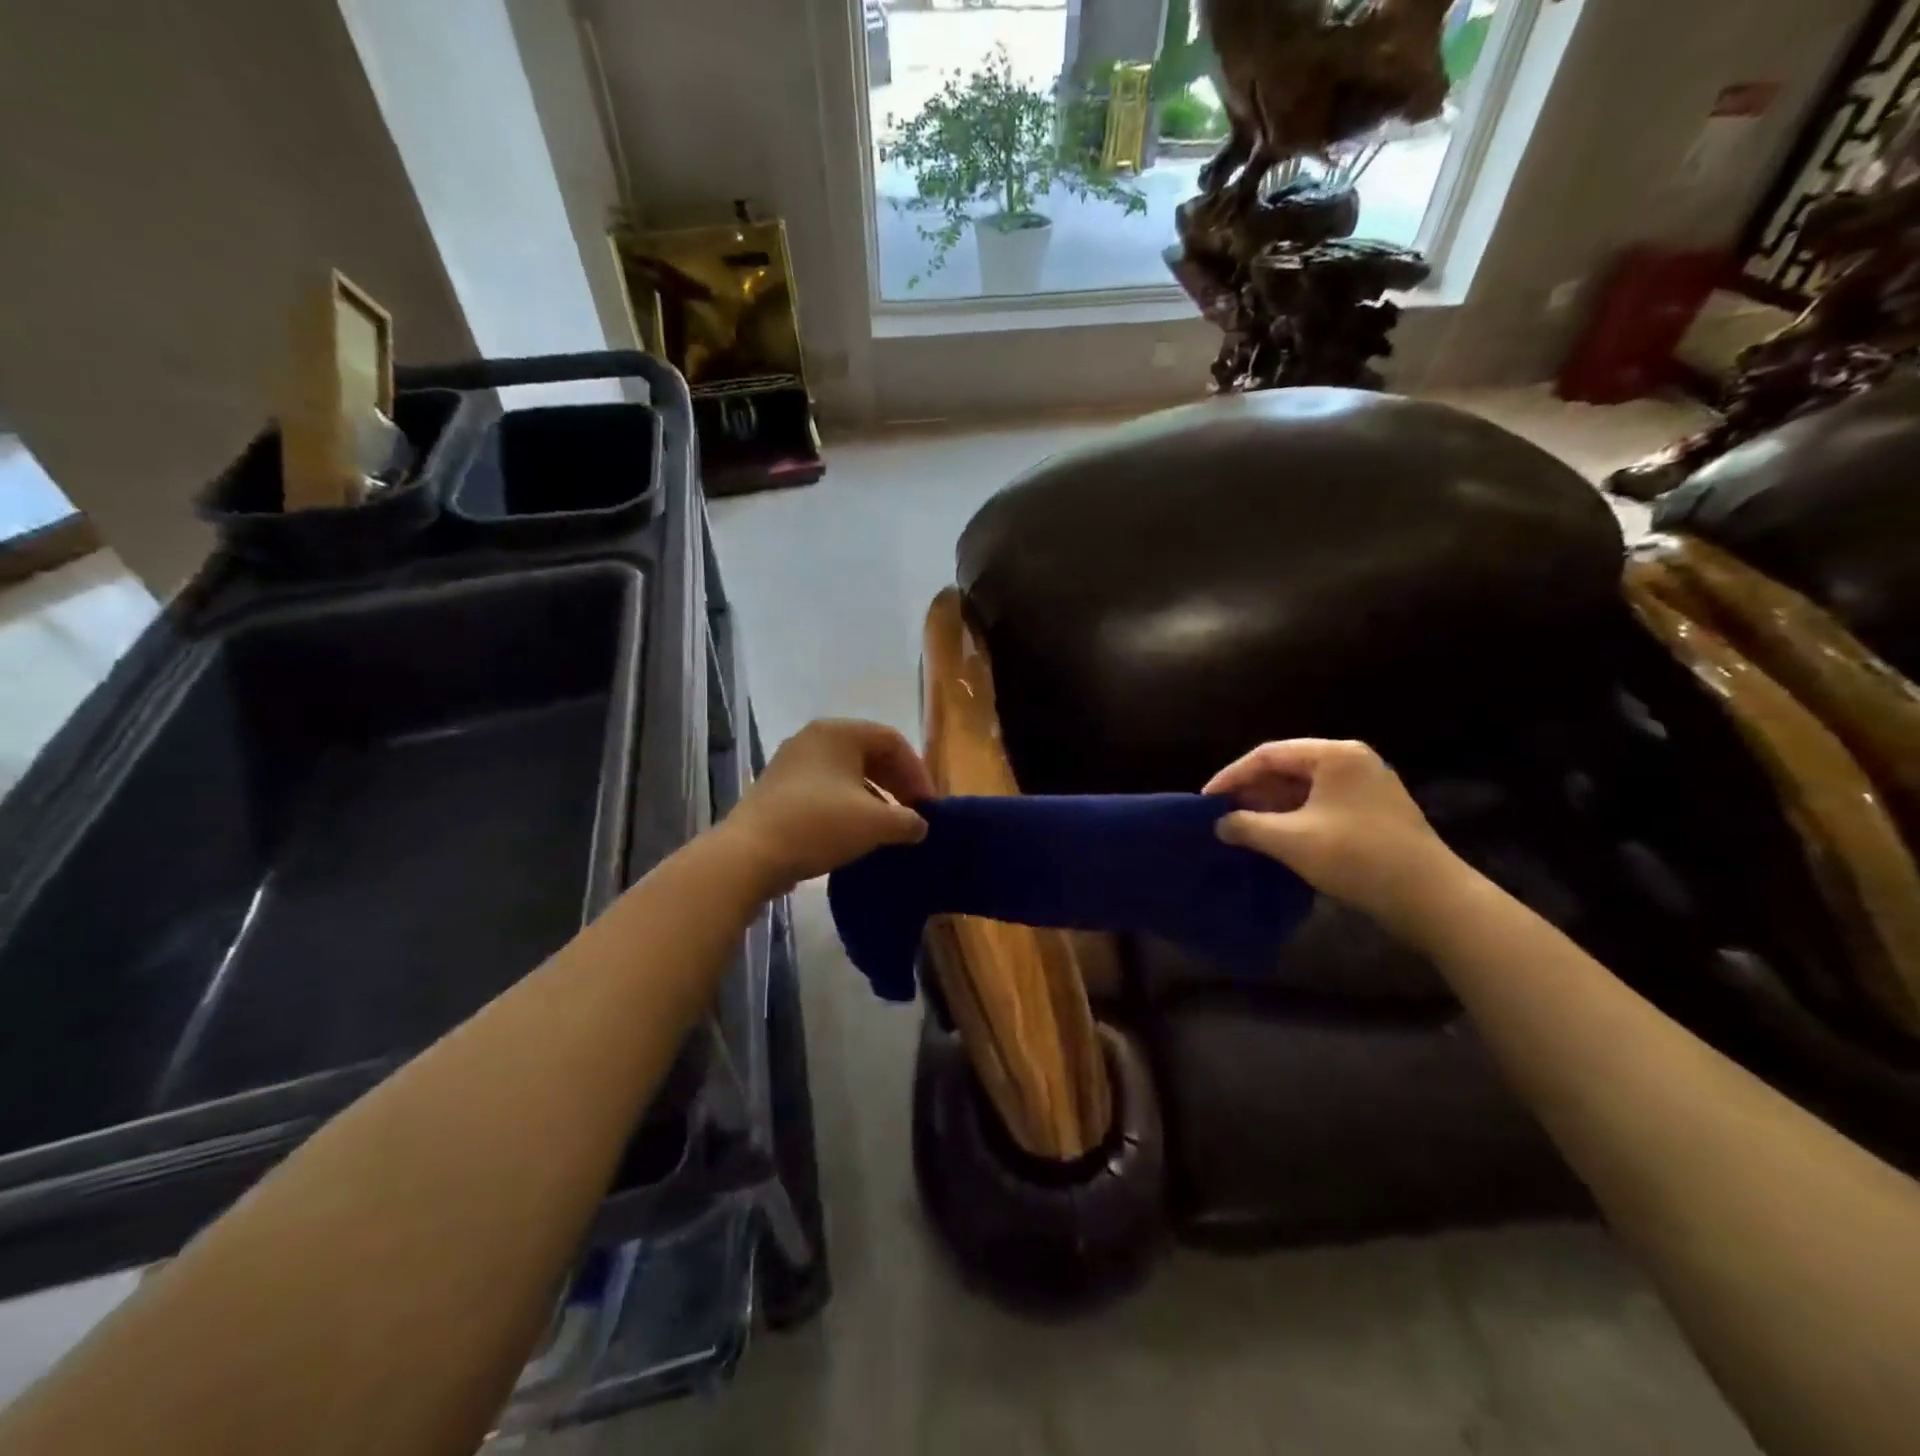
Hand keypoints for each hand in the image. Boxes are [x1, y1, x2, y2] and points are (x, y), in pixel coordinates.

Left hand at [723, 719, 933, 893]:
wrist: (750, 854)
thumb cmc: (819, 824)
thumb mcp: (875, 824)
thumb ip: (908, 821)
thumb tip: (920, 825)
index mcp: (839, 732)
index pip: (892, 741)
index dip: (917, 772)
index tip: (928, 806)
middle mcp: (814, 738)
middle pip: (869, 753)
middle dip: (896, 783)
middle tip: (913, 813)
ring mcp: (792, 762)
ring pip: (846, 773)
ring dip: (874, 797)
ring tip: (887, 827)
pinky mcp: (778, 788)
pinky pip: (825, 788)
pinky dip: (848, 805)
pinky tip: (855, 833)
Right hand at [1205, 738, 1462, 935]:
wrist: (1431, 898)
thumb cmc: (1357, 857)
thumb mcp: (1291, 841)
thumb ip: (1247, 826)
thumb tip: (1220, 824)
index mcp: (1334, 755)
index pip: (1268, 755)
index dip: (1232, 776)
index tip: (1207, 800)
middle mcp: (1352, 761)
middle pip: (1288, 768)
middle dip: (1252, 791)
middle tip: (1222, 815)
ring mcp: (1367, 786)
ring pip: (1304, 788)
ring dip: (1272, 807)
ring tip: (1243, 828)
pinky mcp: (1374, 812)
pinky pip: (1322, 804)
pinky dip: (1294, 817)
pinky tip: (1276, 838)